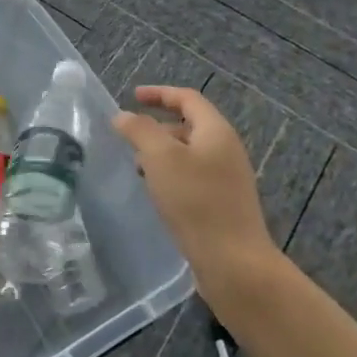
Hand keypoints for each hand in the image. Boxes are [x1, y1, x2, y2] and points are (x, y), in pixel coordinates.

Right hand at [113, 86, 279, 294]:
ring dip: (162, 153)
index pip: (187, 99)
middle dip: (157, 126)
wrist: (233, 262)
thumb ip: (139, 130)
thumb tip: (123, 116)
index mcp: (216, 131)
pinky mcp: (223, 203)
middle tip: (129, 137)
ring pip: (189, 153)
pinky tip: (156, 193)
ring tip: (137, 167)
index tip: (132, 96)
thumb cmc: (195, 201)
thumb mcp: (160, 158)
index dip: (159, 93)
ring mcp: (227, 178)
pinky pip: (193, 176)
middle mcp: (226, 149)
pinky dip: (171, 175)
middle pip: (189, 125)